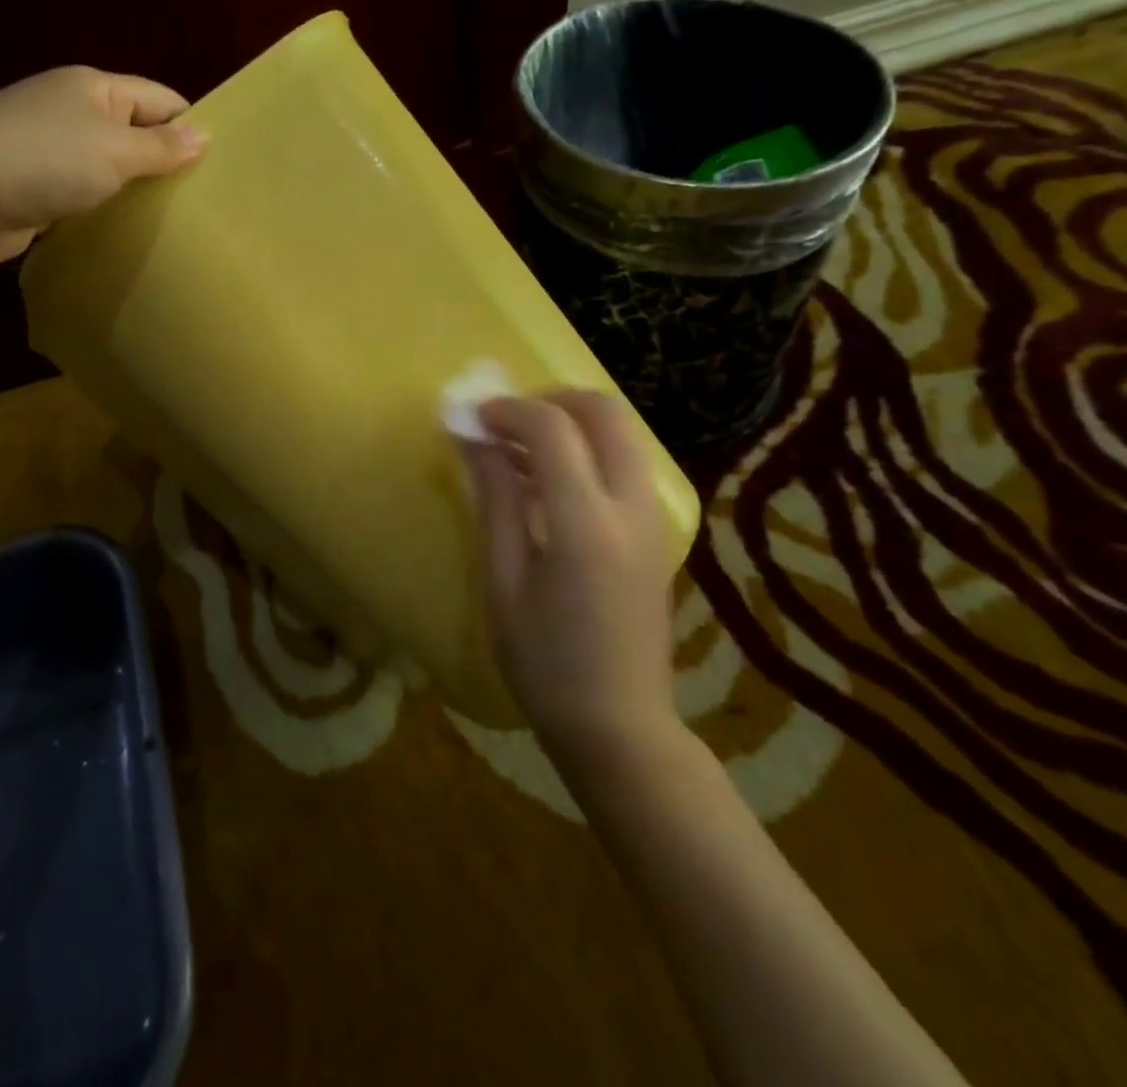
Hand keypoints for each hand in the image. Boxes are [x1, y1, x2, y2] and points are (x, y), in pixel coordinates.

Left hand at [0, 65, 206, 270]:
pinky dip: (108, 211)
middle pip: (138, 134)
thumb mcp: (115, 149)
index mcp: (95, 88)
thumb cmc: (43, 159)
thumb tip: (205, 137)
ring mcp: (53, 152)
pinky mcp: (39, 189)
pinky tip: (134, 234)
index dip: (193, 126)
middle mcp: (75, 113)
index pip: (161, 100)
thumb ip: (162, 147)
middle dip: (169, 163)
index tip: (225, 165)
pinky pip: (88, 197)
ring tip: (181, 222)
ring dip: (138, 192)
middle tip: (209, 202)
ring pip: (113, 170)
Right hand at [462, 391, 682, 750]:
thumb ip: (495, 501)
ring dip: (570, 422)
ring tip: (518, 449)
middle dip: (549, 400)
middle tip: (505, 422)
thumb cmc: (545, 663)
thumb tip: (474, 440)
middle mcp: (630, 507)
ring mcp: (651, 518)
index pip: (552, 429)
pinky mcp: (655, 531)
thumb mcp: (504, 581)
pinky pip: (624, 462)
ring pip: (621, 432)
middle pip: (604, 411)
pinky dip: (586, 449)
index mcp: (586, 524)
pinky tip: (547, 480)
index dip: (507, 411)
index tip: (471, 418)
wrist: (620, 726)